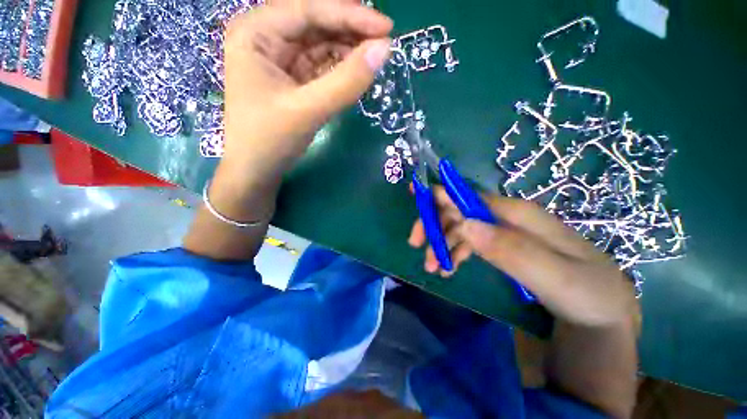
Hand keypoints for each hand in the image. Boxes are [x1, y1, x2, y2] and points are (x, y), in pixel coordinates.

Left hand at [220, 0, 392, 183]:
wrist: (257, 170)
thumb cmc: (270, 139)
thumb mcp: (308, 110)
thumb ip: (346, 81)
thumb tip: (384, 50)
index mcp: (256, 32)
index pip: (309, 10)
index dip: (350, 15)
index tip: (387, 27)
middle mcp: (267, 37)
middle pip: (316, 23)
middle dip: (350, 31)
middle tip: (384, 42)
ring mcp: (281, 59)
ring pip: (321, 44)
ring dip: (349, 49)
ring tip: (375, 57)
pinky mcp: (294, 79)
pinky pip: (322, 65)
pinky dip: (341, 68)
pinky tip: (358, 71)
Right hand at [408, 188, 638, 326]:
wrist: (602, 318)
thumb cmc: (588, 295)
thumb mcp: (556, 276)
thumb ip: (511, 249)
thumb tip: (466, 224)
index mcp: (519, 214)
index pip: (471, 197)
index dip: (441, 196)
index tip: (415, 200)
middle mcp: (507, 218)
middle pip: (460, 211)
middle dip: (435, 224)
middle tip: (416, 244)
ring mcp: (502, 233)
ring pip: (460, 228)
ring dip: (441, 243)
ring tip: (432, 267)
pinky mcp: (500, 248)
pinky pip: (468, 243)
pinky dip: (452, 253)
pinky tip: (447, 268)